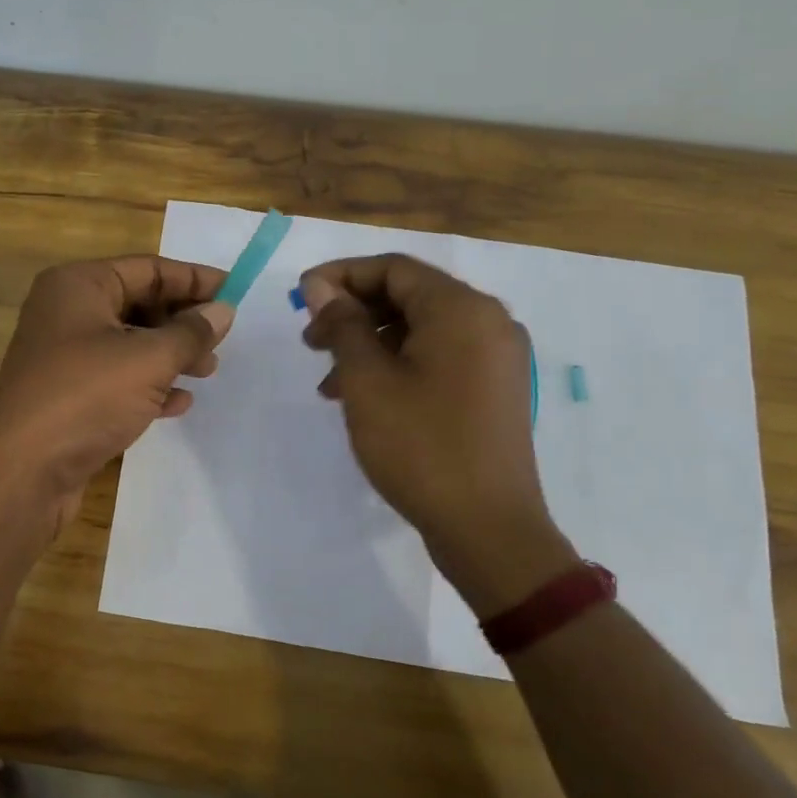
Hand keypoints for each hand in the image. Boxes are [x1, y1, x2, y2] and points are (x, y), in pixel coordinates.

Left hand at [0, 256, 232, 527]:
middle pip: (138, 304)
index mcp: (78, 286)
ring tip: (207, 372)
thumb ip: (191, 333)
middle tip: (222, 340)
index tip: (235, 291)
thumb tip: (223, 311)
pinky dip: (148, 386)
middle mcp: (67, 313)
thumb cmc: (86, 397)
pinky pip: (116, 379)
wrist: (23, 472)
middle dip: (182, 321)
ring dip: (170, 355)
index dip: (194, 279)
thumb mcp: (148, 359)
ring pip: (129, 344)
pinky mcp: (67, 395)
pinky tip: (178, 403)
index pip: (147, 269)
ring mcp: (64, 357)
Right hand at [299, 254, 577, 614]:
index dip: (341, 276)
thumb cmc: (420, 446)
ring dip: (370, 344)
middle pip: (409, 296)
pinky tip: (365, 397)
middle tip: (310, 341)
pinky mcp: (495, 389)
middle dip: (353, 313)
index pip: (394, 269)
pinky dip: (398, 365)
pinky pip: (439, 357)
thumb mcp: (368, 381)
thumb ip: (343, 324)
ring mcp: (497, 358)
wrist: (487, 529)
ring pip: (421, 330)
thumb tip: (321, 286)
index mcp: (462, 309)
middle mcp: (489, 322)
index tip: (299, 297)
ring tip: (329, 381)